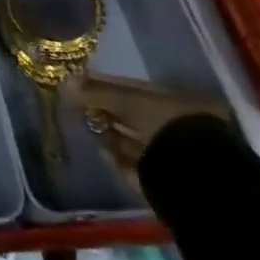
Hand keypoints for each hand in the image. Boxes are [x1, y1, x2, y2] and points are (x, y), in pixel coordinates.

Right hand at [68, 71, 230, 191]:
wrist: (194, 177)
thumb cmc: (165, 124)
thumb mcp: (128, 101)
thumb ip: (96, 93)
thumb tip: (65, 82)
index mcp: (174, 102)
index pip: (132, 88)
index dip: (104, 84)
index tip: (78, 80)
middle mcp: (174, 125)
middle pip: (131, 114)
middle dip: (104, 109)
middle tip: (76, 103)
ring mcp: (171, 153)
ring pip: (132, 139)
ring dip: (108, 133)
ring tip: (86, 125)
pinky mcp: (163, 180)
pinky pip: (134, 164)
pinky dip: (117, 157)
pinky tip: (102, 151)